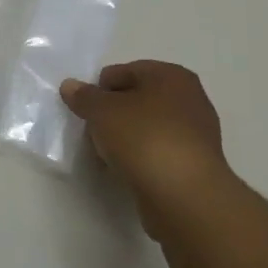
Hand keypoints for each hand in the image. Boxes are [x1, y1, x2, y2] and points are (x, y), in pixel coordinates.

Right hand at [61, 61, 232, 230]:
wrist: (184, 196)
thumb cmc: (144, 138)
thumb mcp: (103, 111)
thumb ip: (84, 96)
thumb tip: (70, 86)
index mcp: (172, 75)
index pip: (124, 71)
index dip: (100, 89)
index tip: (86, 112)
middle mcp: (190, 98)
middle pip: (137, 99)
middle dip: (113, 114)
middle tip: (95, 133)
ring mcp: (196, 133)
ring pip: (148, 127)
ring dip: (126, 138)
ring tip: (108, 156)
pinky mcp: (195, 165)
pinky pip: (159, 152)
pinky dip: (142, 158)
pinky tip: (128, 172)